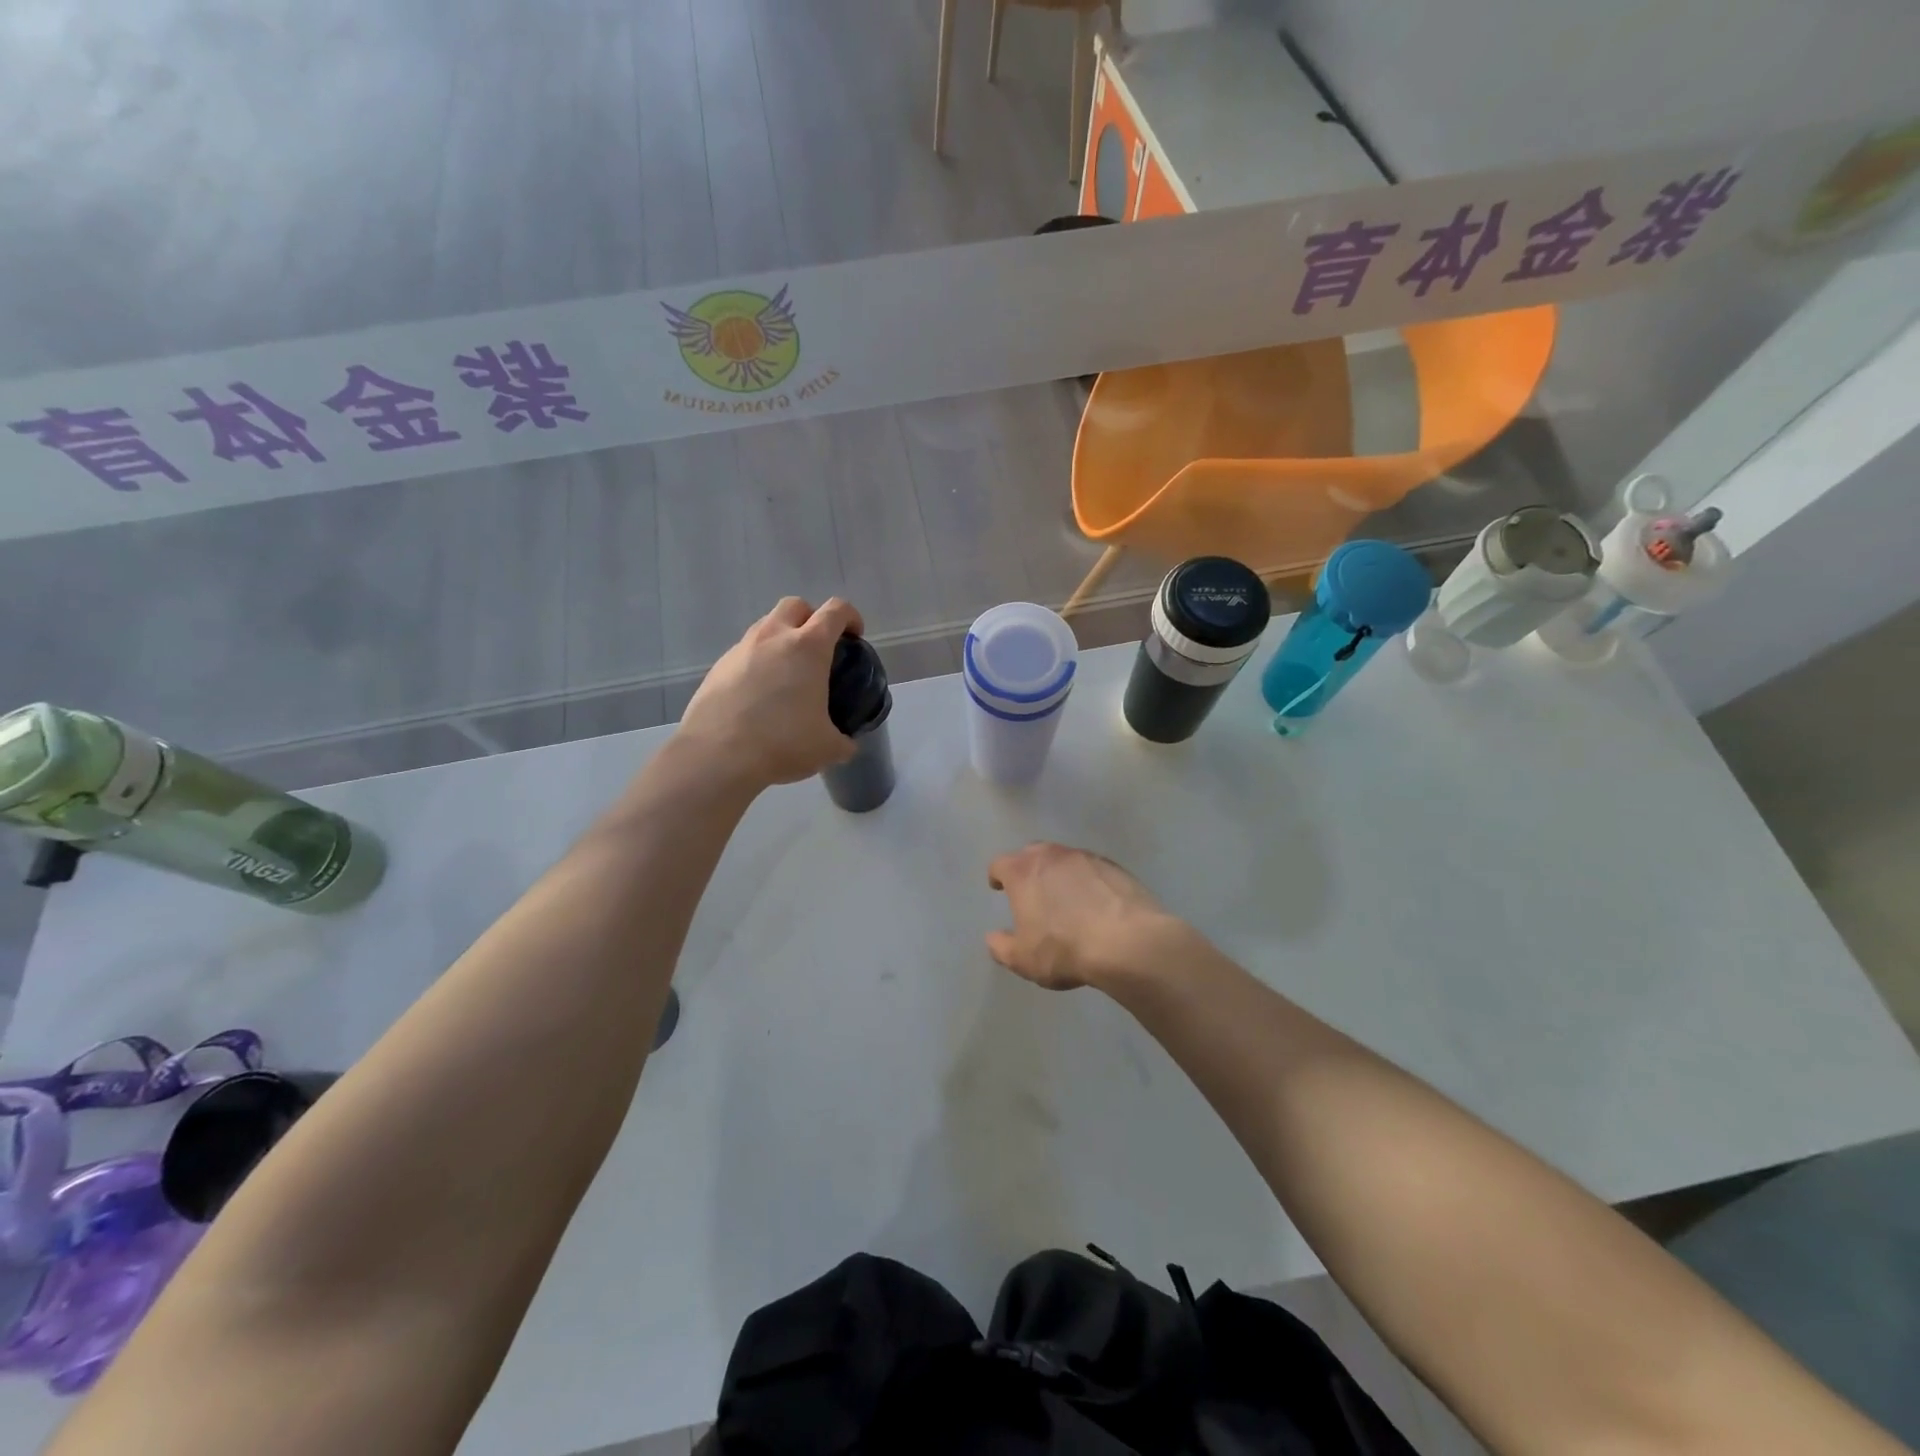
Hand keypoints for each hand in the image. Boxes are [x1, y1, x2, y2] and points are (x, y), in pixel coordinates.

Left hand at [677, 597, 865, 790]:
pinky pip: (744, 653)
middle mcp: (773, 637)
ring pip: (765, 626)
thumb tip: (846, 744)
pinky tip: (759, 696)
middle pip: (795, 606)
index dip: (850, 617)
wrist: (718, 756)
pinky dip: (757, 664)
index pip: (835, 611)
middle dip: (810, 619)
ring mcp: (741, 649)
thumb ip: (843, 741)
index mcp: (808, 647)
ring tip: (787, 675)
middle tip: (818, 650)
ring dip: (781, 640)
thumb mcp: (827, 747)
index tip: (854, 636)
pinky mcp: (718, 667)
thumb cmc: (782, 743)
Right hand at [985, 843, 1176, 990]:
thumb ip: (1001, 946)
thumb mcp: (1022, 958)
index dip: (996, 875)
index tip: (997, 887)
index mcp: (1023, 872)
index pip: (1000, 864)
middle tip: (1030, 890)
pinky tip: (1094, 902)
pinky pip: (1091, 869)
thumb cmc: (1064, 948)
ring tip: (1064, 897)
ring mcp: (1086, 857)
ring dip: (1059, 873)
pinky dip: (1087, 880)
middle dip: (1027, 868)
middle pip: (1032, 853)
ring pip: (1064, 858)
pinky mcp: (1114, 867)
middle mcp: (1052, 856)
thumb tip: (993, 937)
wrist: (1127, 942)